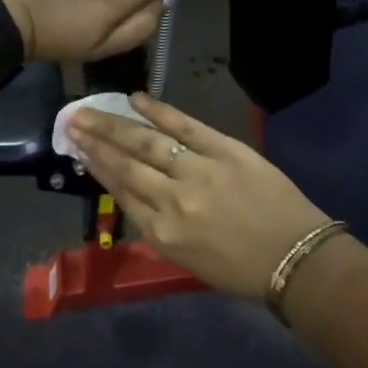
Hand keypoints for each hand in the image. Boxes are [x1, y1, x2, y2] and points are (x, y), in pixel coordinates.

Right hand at [67, 95, 334, 299]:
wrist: (295, 258)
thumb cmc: (240, 268)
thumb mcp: (186, 257)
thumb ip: (157, 223)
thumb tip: (131, 188)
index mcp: (162, 233)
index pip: (121, 191)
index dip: (97, 166)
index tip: (77, 146)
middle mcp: (173, 200)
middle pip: (126, 164)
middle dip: (95, 140)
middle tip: (71, 119)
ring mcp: (199, 171)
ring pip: (147, 142)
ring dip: (115, 124)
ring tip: (91, 110)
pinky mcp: (226, 150)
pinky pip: (185, 125)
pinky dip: (159, 110)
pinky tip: (136, 99)